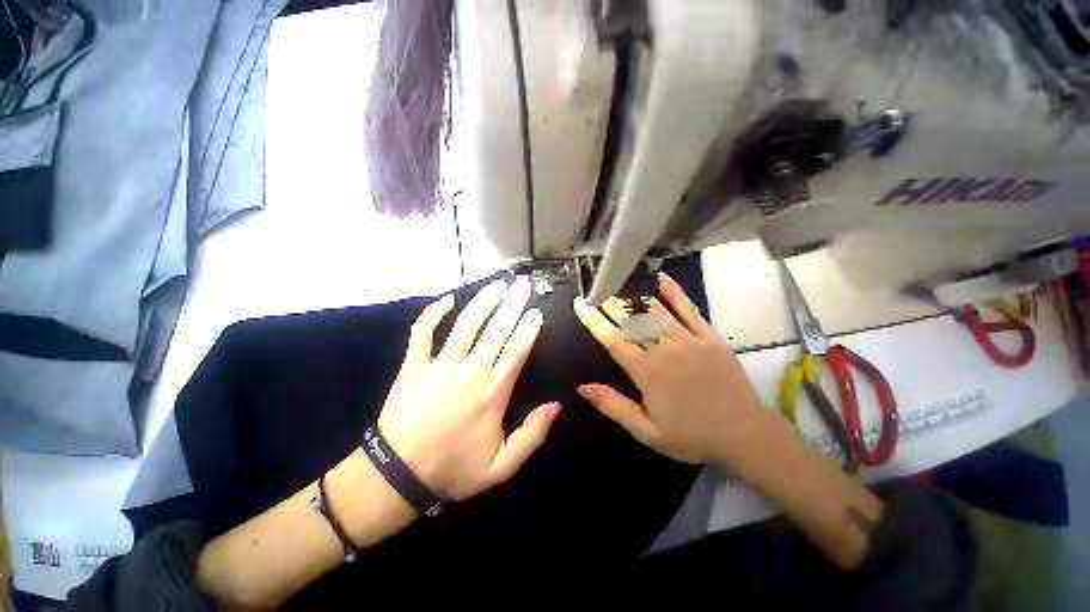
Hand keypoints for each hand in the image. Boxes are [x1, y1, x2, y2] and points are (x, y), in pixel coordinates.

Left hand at [377, 278, 561, 501]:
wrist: (398, 475)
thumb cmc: (453, 469)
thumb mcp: (501, 466)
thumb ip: (532, 435)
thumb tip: (556, 406)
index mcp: (492, 393)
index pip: (517, 350)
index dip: (528, 327)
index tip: (536, 311)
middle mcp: (469, 373)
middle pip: (496, 330)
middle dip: (512, 304)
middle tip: (523, 285)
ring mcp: (439, 366)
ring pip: (466, 325)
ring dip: (483, 301)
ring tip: (498, 285)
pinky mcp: (413, 365)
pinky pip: (422, 332)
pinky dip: (433, 313)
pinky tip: (448, 299)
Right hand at [573, 272, 768, 466]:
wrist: (744, 434)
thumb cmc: (691, 435)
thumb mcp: (647, 431)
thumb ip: (614, 407)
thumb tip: (583, 387)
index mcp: (647, 371)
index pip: (613, 339)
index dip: (593, 320)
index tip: (580, 305)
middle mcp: (664, 349)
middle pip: (631, 321)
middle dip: (609, 303)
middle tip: (595, 289)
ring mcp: (689, 340)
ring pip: (655, 312)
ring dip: (633, 297)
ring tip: (617, 283)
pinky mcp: (709, 337)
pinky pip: (689, 310)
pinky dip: (675, 293)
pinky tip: (662, 278)